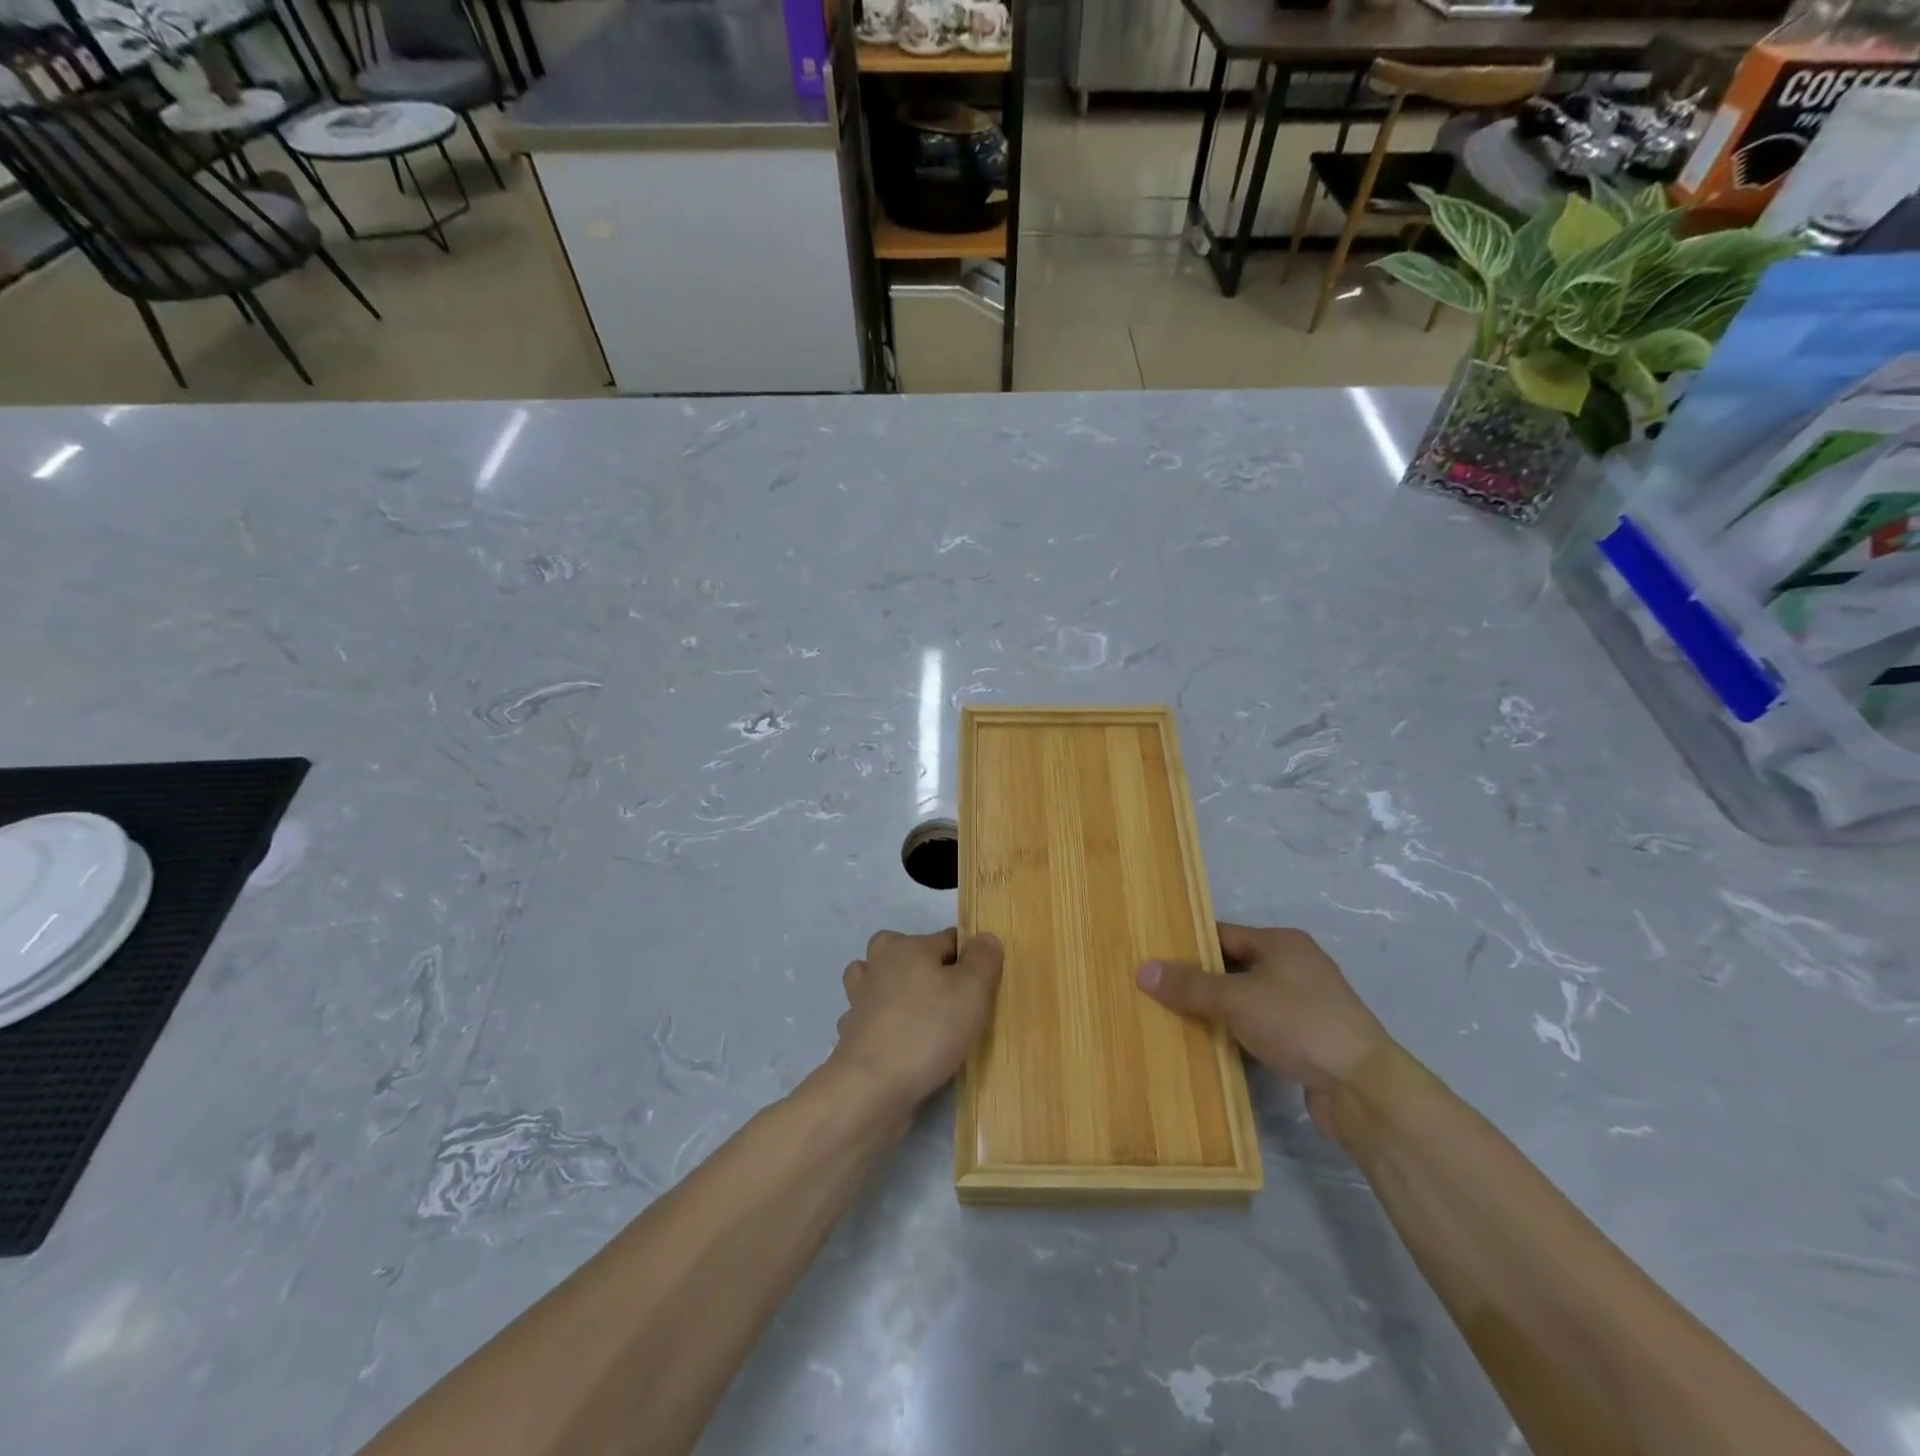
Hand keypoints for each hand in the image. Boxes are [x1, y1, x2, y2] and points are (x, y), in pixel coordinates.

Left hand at [827, 928, 1003, 1116]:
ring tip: (918, 1013)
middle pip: (906, 952)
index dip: (968, 960)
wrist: (872, 1086)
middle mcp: (877, 963)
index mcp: (906, 946)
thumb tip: (984, 937)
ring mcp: (858, 998)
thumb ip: (982, 959)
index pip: (947, 939)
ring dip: (894, 990)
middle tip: (949, 999)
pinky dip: (880, 1024)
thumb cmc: (928, 1030)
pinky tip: (896, 1042)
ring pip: (879, 980)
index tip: (981, 987)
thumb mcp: (972, 991)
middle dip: (925, 968)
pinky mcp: (850, 1032)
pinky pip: (869, 1018)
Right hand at [1136, 923, 1392, 1142]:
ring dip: (1219, 1010)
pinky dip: (1239, 1033)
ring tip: (1176, 1020)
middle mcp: (1295, 965)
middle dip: (1200, 980)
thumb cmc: (1298, 1024)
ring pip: (1248, 999)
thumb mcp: (1236, 999)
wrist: (1364, 1088)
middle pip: (1234, 966)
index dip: (1189, 945)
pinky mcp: (1310, 1039)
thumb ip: (1189, 985)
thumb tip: (1142, 969)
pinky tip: (1213, 1047)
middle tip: (1158, 992)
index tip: (1155, 959)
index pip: (1222, 934)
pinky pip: (1262, 1027)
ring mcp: (1306, 1003)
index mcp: (1281, 943)